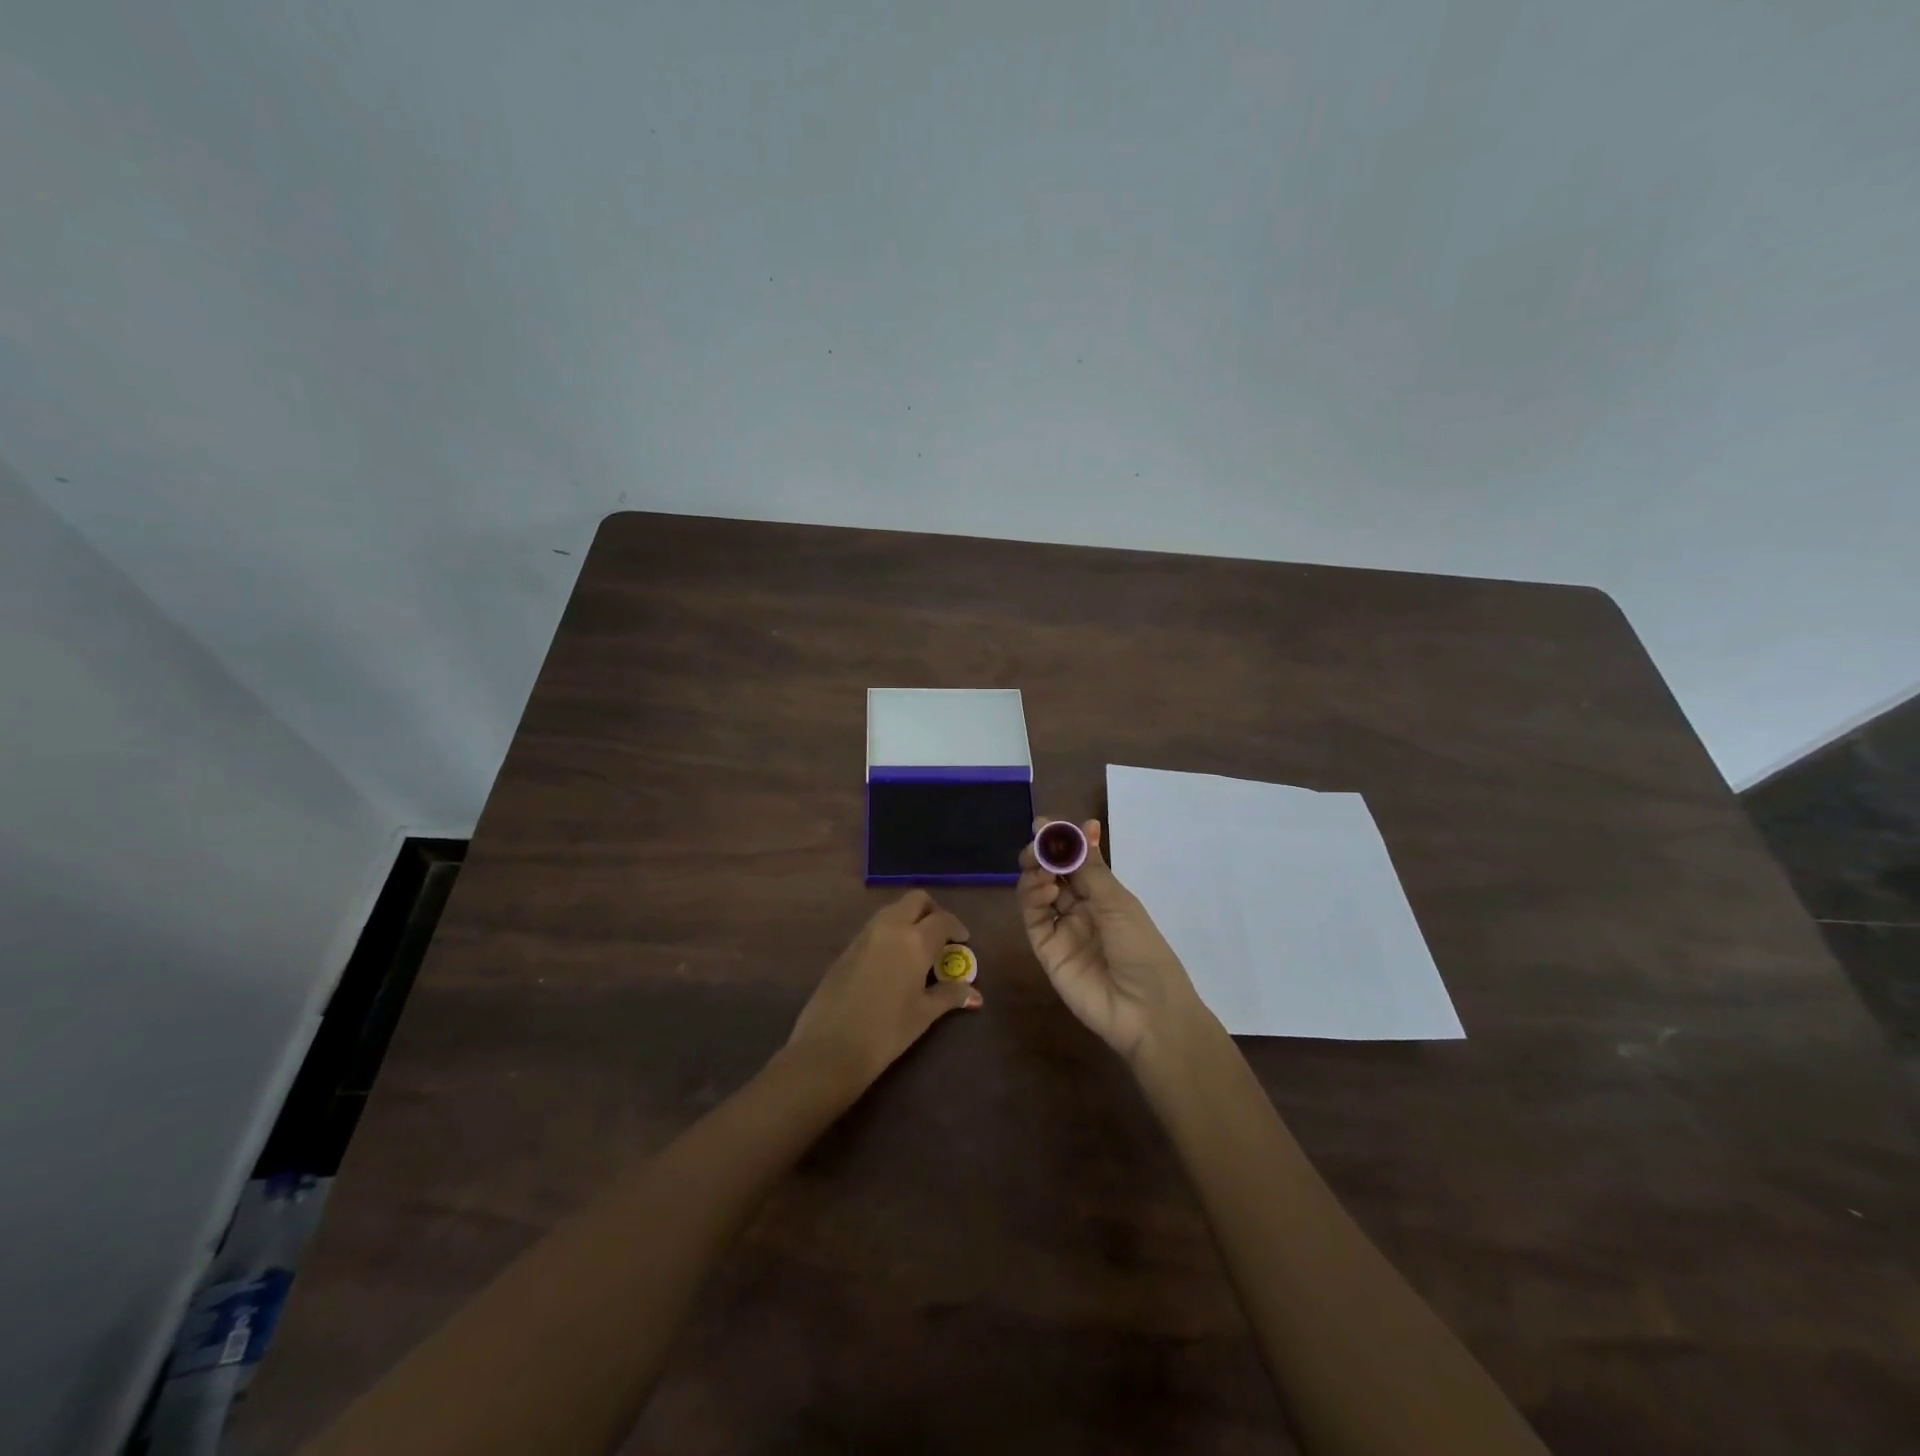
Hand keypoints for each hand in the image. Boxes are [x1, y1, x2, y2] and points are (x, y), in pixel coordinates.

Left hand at [787, 891, 982, 1085]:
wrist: (829, 1047)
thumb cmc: (886, 1032)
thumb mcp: (924, 1014)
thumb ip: (949, 996)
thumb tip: (975, 995)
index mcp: (914, 941)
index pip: (942, 920)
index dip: (957, 927)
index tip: (963, 941)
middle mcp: (890, 928)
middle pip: (915, 900)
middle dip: (932, 910)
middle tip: (941, 935)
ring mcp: (865, 935)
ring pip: (893, 909)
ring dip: (909, 918)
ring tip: (918, 948)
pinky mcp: (847, 947)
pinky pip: (875, 926)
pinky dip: (891, 931)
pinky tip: (893, 960)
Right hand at [1018, 817, 1208, 1062]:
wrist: (1146, 1010)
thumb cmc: (1142, 949)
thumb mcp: (1119, 902)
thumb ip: (1091, 867)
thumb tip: (1083, 825)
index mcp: (1104, 895)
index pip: (1076, 860)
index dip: (1061, 841)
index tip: (1046, 824)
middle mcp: (1080, 908)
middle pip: (1051, 873)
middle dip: (1042, 854)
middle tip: (1039, 843)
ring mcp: (1062, 929)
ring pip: (1037, 892)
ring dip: (1036, 872)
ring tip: (1044, 869)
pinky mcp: (1047, 950)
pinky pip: (1034, 918)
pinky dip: (1033, 898)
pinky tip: (1046, 889)